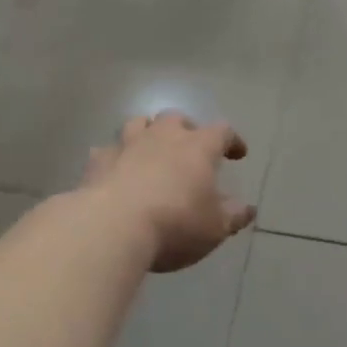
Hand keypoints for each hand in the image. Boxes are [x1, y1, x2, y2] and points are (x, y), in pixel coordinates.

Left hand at [81, 112, 255, 272]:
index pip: (222, 132)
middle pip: (176, 119)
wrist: (112, 227)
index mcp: (198, 147)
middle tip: (190, 148)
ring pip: (139, 123)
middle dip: (185, 129)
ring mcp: (127, 145)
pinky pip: (108, 150)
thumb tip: (247, 209)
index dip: (232, 141)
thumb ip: (233, 216)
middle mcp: (163, 137)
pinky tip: (116, 171)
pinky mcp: (98, 161)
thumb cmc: (175, 224)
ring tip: (151, 150)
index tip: (238, 154)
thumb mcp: (214, 228)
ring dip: (148, 132)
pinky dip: (116, 157)